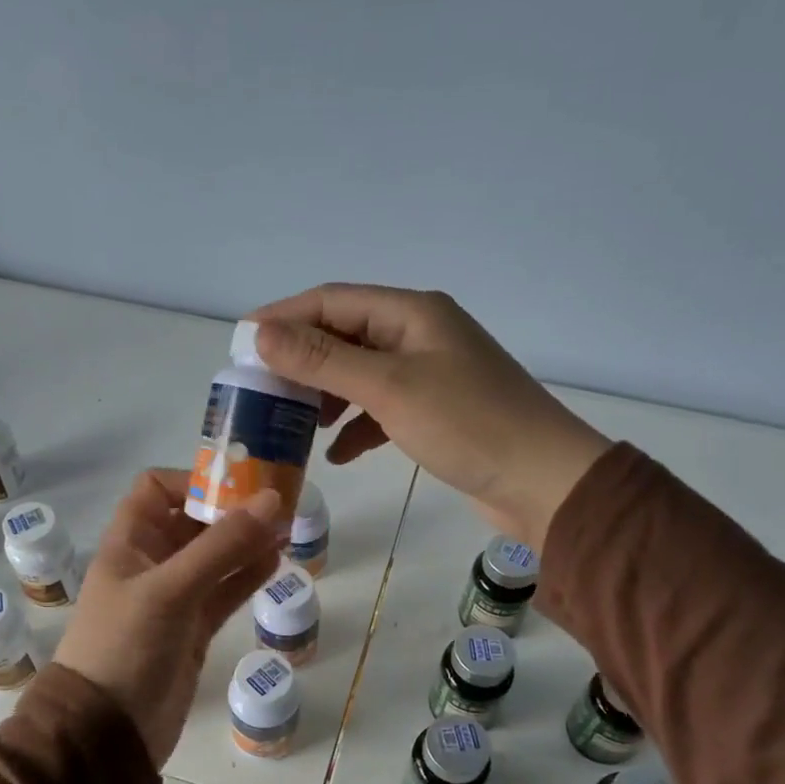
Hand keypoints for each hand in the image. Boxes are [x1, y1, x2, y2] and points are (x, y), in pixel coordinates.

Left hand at [57, 470, 280, 765]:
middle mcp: (151, 563)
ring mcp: (174, 597)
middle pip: (194, 521)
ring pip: (215, 557)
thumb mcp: (170, 590)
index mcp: (130, 543)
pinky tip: (276, 563)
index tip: (240, 484)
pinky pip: (224, 592)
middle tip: (281, 504)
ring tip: (287, 530)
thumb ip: (222, 546)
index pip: (157, 489)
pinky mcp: (193, 629)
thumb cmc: (125, 647)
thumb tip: (273, 500)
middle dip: (233, 510)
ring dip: (247, 542)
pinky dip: (247, 576)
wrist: (108, 732)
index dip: (195, 480)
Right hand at [252, 285, 610, 549]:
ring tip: (294, 423)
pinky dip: (357, 427)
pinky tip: (338, 454)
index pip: (332, 301)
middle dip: (301, 361)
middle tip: (261, 390)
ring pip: (360, 376)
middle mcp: (420, 335)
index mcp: (411, 313)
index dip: (283, 318)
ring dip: (326, 396)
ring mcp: (430, 375)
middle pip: (344, 336)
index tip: (240, 345)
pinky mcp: (436, 413)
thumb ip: (323, 360)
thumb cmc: (467, 425)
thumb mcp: (388, 388)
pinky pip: (382, 410)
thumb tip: (260, 333)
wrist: (544, 482)